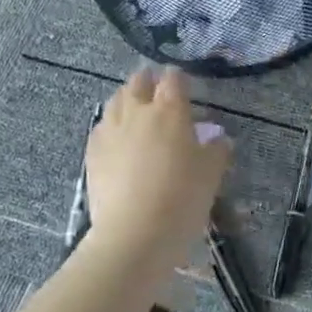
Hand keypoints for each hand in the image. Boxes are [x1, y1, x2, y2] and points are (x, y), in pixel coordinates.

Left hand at [83, 68, 230, 269]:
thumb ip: (216, 150)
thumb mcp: (211, 174)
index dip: (178, 78)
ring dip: (127, 99)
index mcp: (170, 110)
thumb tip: (218, 138)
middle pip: (138, 82)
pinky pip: (101, 127)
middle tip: (157, 90)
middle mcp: (137, 112)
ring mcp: (110, 131)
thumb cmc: (182, 198)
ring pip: (116, 101)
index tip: (183, 83)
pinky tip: (117, 137)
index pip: (173, 80)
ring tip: (135, 109)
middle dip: (148, 81)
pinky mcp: (92, 152)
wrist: (135, 234)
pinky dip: (111, 125)